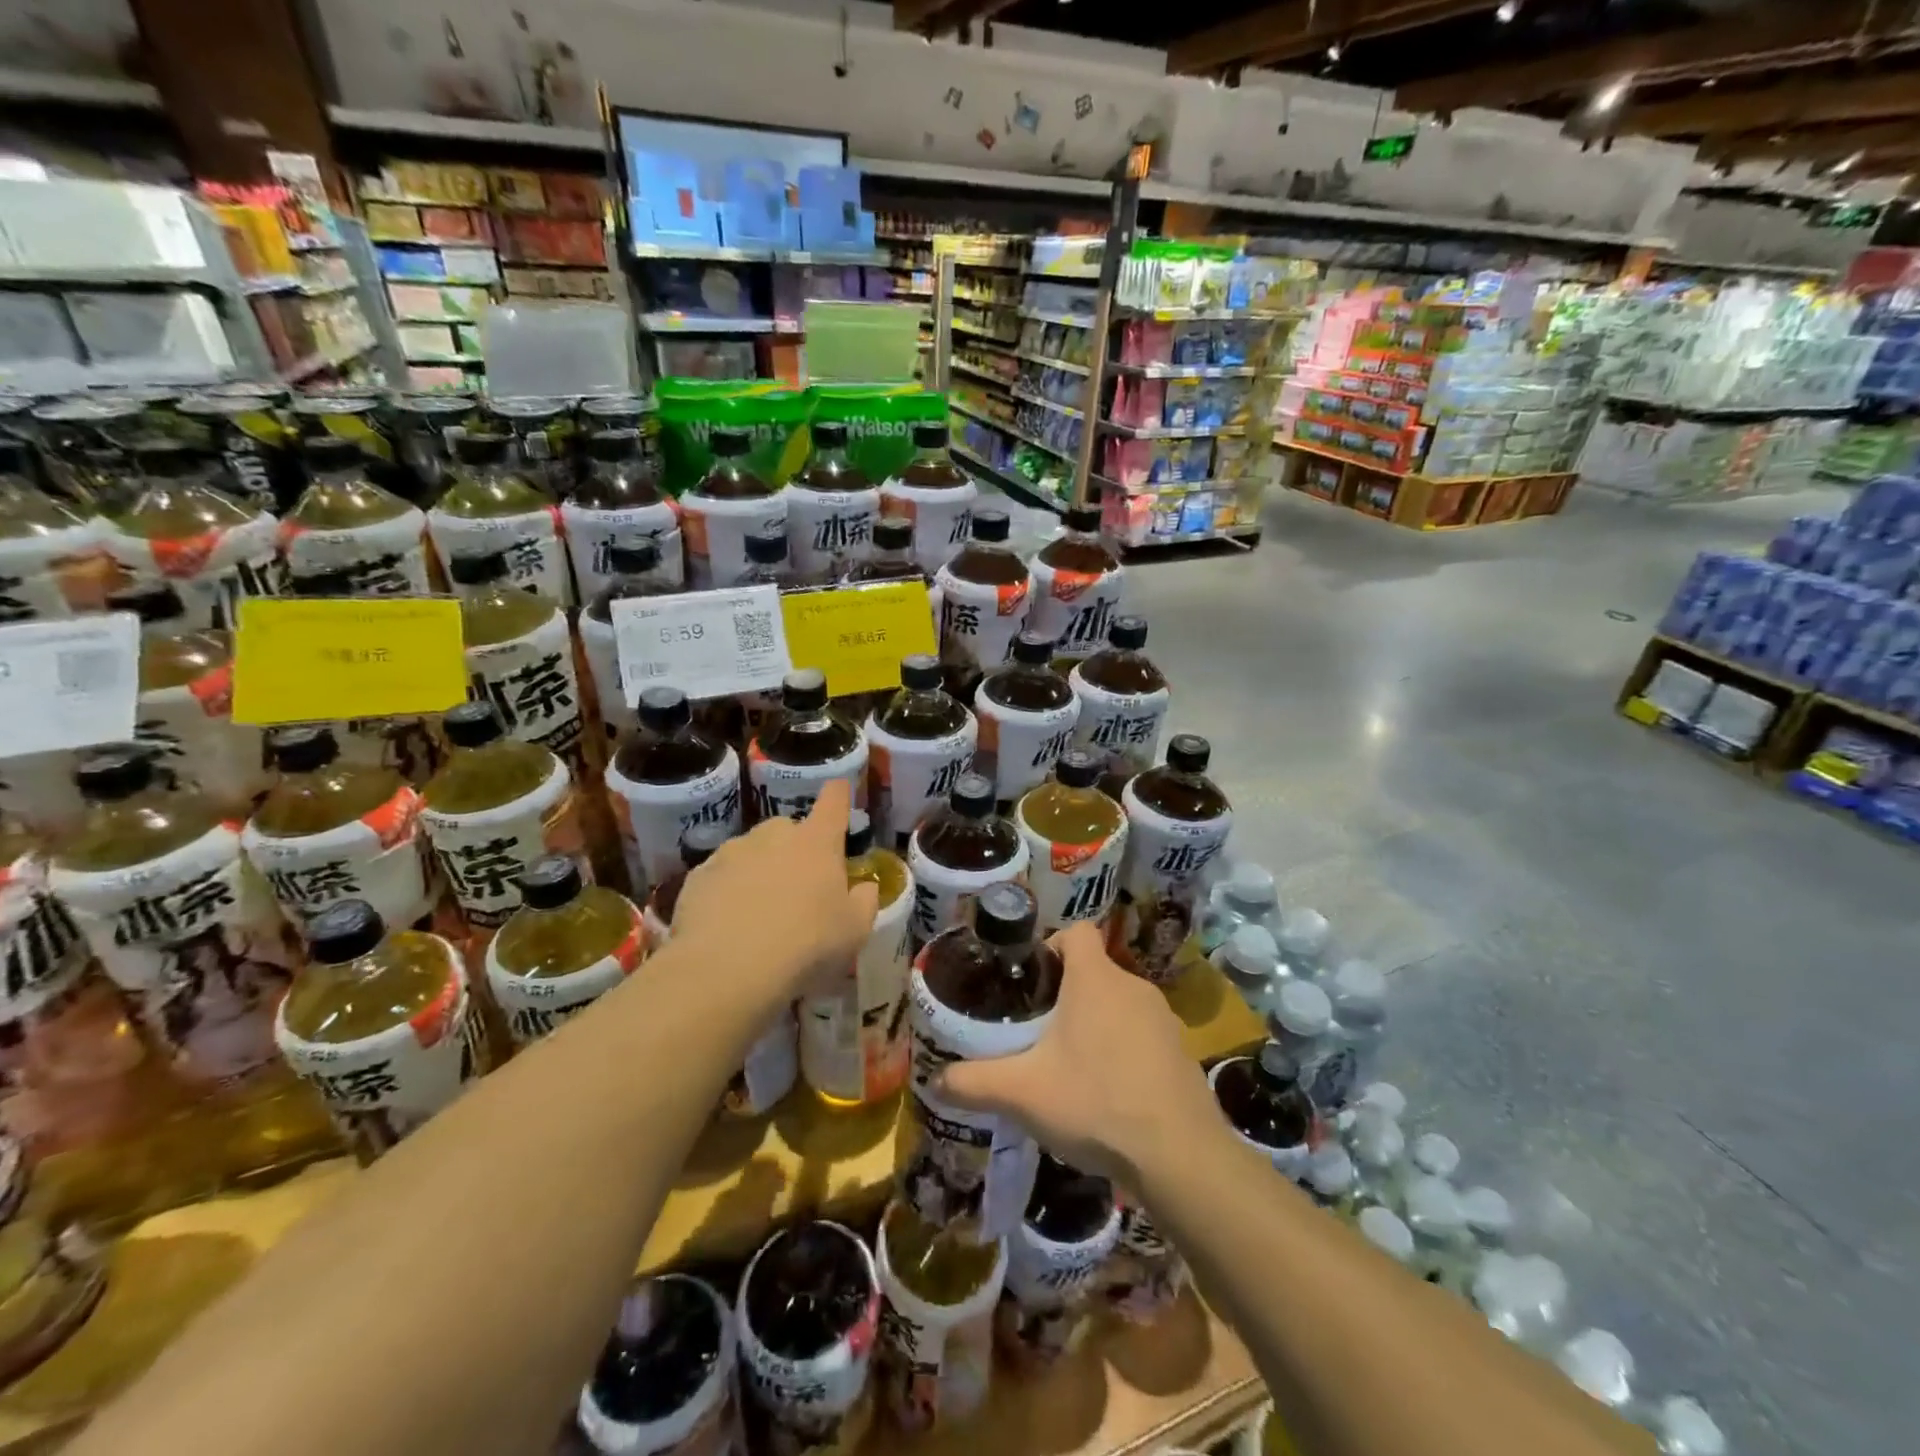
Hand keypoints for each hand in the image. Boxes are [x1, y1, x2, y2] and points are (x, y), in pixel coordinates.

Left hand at [669, 778, 879, 1012]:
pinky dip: (727, 891)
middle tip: (800, 888)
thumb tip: (865, 886)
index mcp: (817, 842)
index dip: (839, 795)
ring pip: (752, 852)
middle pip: (789, 829)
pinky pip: (721, 876)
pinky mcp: (698, 875)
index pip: (833, 802)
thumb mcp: (854, 931)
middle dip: (796, 849)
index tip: (840, 790)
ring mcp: (732, 852)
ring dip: (760, 870)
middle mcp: (774, 835)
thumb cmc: (805, 945)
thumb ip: (865, 901)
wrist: (726, 970)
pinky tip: (729, 925)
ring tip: (760, 912)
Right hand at [937, 921, 1219, 1187]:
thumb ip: (974, 1082)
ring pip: (1118, 1005)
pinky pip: (1142, 1035)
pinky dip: (1123, 1051)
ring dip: (1095, 1024)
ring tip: (1071, 1066)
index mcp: (1095, 979)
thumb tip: (936, 1082)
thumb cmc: (1095, 1103)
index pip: (1076, 931)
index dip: (1051, 945)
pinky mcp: (1182, 1052)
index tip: (1031, 981)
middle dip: (1065, 995)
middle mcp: (1133, 986)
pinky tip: (1109, 1093)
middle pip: (1094, 971)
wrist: (1180, 1156)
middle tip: (1037, 1031)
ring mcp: (1164, 1019)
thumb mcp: (1022, 1093)